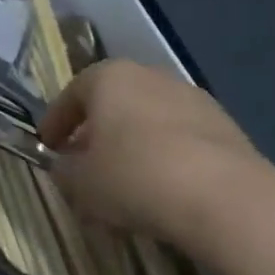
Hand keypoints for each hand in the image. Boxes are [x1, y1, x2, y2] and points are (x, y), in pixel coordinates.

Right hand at [39, 59, 270, 254]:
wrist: (225, 198)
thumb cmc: (134, 177)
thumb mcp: (81, 182)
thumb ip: (64, 170)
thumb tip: (65, 166)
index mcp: (109, 78)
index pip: (71, 95)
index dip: (55, 122)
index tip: (48, 146)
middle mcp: (150, 76)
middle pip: (113, 102)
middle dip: (96, 131)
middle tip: (84, 162)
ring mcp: (193, 99)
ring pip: (148, 119)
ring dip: (133, 144)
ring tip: (125, 180)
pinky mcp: (226, 126)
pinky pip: (180, 138)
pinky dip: (165, 156)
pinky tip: (162, 188)